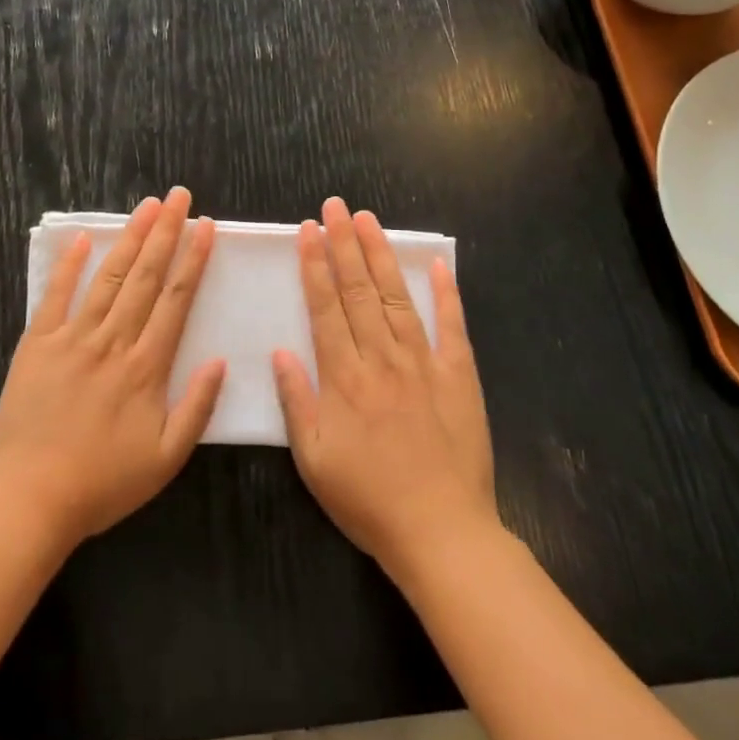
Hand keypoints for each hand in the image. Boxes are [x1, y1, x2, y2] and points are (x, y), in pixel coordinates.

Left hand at [0, 187, 225, 549]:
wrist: (31, 497)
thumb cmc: (103, 482)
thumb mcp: (166, 459)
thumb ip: (197, 408)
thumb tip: (220, 360)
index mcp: (146, 367)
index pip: (176, 299)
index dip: (193, 259)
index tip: (206, 226)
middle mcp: (113, 341)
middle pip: (145, 276)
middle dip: (166, 232)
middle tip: (180, 197)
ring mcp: (73, 337)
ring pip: (108, 277)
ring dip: (130, 238)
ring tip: (148, 206)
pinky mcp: (38, 343)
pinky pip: (56, 295)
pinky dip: (70, 265)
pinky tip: (84, 238)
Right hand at [273, 197, 497, 580]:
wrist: (441, 532)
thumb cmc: (368, 500)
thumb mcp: (314, 460)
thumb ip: (296, 402)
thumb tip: (280, 352)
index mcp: (344, 377)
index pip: (325, 307)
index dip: (314, 265)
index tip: (308, 230)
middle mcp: (382, 359)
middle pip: (358, 290)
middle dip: (344, 244)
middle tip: (335, 207)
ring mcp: (424, 364)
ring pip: (397, 297)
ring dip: (381, 256)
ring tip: (368, 220)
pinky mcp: (459, 376)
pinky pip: (452, 327)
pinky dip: (446, 294)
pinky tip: (437, 264)